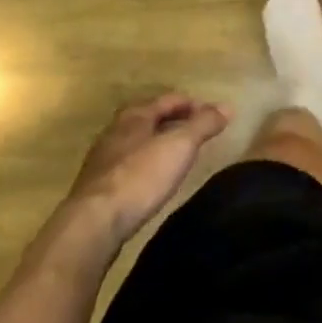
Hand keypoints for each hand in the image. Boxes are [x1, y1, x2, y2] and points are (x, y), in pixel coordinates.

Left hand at [67, 94, 230, 244]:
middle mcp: (116, 130)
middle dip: (175, 121)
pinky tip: (155, 179)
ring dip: (159, 143)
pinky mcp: (98, 186)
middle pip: (150, 117)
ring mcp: (104, 159)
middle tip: (198, 133)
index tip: (213, 115)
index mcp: (135, 115)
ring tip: (180, 156)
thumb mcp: (179, 146)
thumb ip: (203, 124)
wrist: (94, 223)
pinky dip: (147, 164)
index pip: (169, 99)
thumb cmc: (140, 176)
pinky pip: (129, 164)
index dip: (193, 104)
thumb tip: (227, 106)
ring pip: (138, 141)